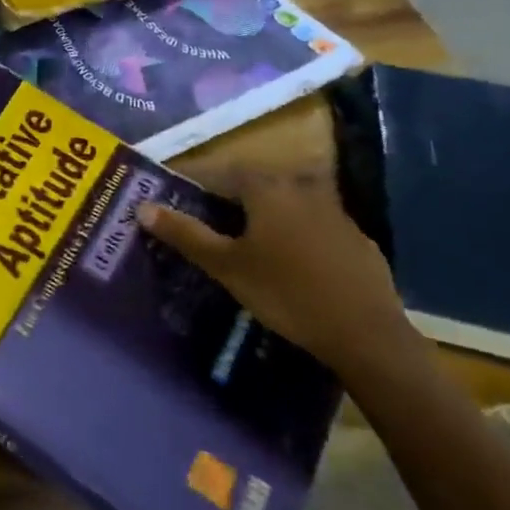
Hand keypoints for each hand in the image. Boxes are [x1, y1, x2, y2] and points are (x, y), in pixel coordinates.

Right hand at [136, 170, 421, 381]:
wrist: (367, 335)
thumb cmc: (286, 292)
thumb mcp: (225, 265)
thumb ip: (185, 234)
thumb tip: (142, 207)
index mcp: (265, 188)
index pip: (219, 174)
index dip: (196, 187)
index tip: (181, 204)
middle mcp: (300, 188)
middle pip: (254, 186)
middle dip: (231, 202)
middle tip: (212, 228)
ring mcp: (335, 213)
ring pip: (287, 206)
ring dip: (266, 218)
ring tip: (250, 247)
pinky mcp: (359, 241)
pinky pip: (316, 228)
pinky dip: (297, 237)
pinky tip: (293, 266)